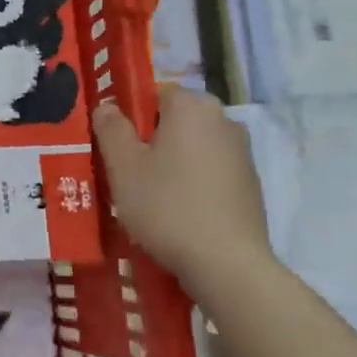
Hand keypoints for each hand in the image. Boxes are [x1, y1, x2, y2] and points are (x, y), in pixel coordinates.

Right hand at [93, 87, 273, 295]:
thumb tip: (107, 107)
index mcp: (192, 107)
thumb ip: (111, 129)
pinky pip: (209, 171)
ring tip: (148, 197)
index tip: (115, 146)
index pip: (155, 93)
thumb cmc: (167, 206)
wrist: (226, 263)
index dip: (130, 116)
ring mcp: (242, 153)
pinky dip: (191, 182)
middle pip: (175, 120)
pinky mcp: (249, 184)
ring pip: (192, 147)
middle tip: (126, 173)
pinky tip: (176, 212)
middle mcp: (223, 120)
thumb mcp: (123, 167)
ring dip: (171, 162)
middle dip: (150, 140)